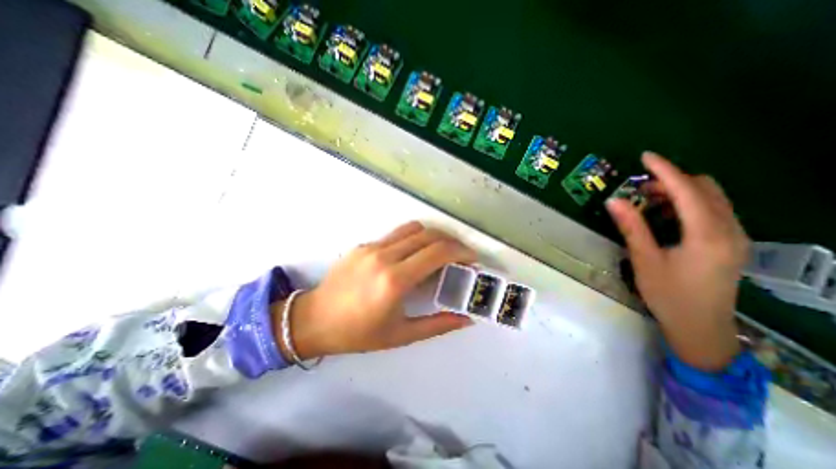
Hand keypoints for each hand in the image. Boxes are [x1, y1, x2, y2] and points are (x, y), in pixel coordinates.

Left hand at [275, 222, 476, 359]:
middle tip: (460, 255)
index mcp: (395, 280)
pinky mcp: (363, 244)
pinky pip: (396, 235)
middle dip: (451, 241)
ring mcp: (372, 247)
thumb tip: (466, 319)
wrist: (313, 320)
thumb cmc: (358, 333)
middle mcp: (384, 256)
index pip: (437, 252)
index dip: (460, 251)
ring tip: (440, 252)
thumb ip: (438, 325)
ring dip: (432, 236)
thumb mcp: (401, 336)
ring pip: (412, 228)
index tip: (472, 258)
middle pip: (428, 234)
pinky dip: (413, 239)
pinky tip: (413, 256)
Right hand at [605, 152, 748, 371]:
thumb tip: (614, 200)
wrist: (701, 327)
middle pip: (706, 189)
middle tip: (639, 188)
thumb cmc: (668, 295)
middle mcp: (730, 230)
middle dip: (672, 180)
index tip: (645, 157)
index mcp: (708, 235)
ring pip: (712, 198)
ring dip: (680, 192)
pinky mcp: (731, 243)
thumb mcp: (644, 260)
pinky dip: (689, 204)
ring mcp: (736, 236)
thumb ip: (632, 227)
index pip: (688, 191)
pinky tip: (666, 216)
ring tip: (648, 201)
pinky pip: (714, 211)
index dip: (666, 170)